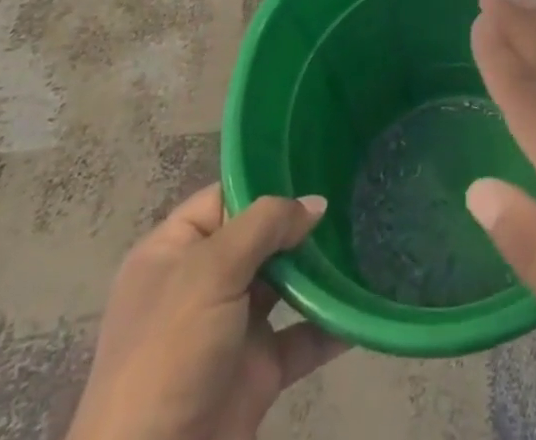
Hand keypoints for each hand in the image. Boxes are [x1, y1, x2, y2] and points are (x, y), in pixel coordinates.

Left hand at [68, 184, 348, 439]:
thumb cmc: (169, 355)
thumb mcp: (210, 272)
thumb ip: (265, 225)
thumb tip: (316, 203)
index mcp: (173, 253)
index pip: (224, 198)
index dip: (264, 181)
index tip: (313, 164)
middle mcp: (202, 285)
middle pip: (260, 238)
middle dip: (302, 222)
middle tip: (352, 196)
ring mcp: (231, 329)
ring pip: (286, 283)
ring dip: (322, 268)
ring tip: (367, 237)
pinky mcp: (258, 371)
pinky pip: (303, 336)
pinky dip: (333, 322)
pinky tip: (364, 302)